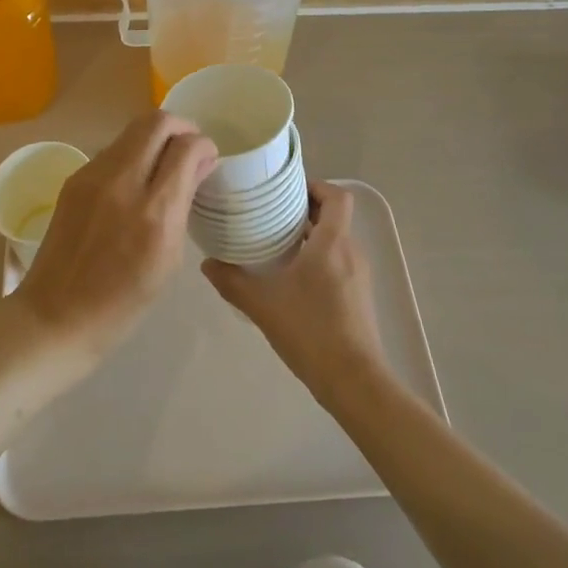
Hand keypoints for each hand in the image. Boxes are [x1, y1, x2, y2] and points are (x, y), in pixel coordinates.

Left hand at [11, 112, 216, 362]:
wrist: (57, 315)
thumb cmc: (123, 302)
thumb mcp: (169, 259)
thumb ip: (184, 203)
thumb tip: (200, 165)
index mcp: (154, 212)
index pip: (185, 148)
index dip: (203, 145)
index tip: (207, 158)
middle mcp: (122, 183)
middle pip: (156, 122)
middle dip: (181, 127)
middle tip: (189, 148)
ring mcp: (92, 176)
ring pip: (132, 131)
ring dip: (154, 138)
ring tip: (162, 164)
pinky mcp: (74, 178)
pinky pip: (112, 150)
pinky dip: (131, 154)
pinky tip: (133, 181)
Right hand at [202, 181, 387, 402]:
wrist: (354, 382)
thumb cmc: (310, 332)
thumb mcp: (263, 305)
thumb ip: (233, 282)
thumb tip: (207, 263)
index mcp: (332, 243)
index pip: (336, 196)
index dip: (315, 185)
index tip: (287, 190)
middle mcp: (351, 252)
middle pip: (335, 216)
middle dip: (306, 210)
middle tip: (272, 214)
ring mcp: (359, 276)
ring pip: (337, 240)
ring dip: (312, 236)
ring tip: (278, 244)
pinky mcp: (360, 296)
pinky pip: (340, 262)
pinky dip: (320, 258)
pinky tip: (295, 279)